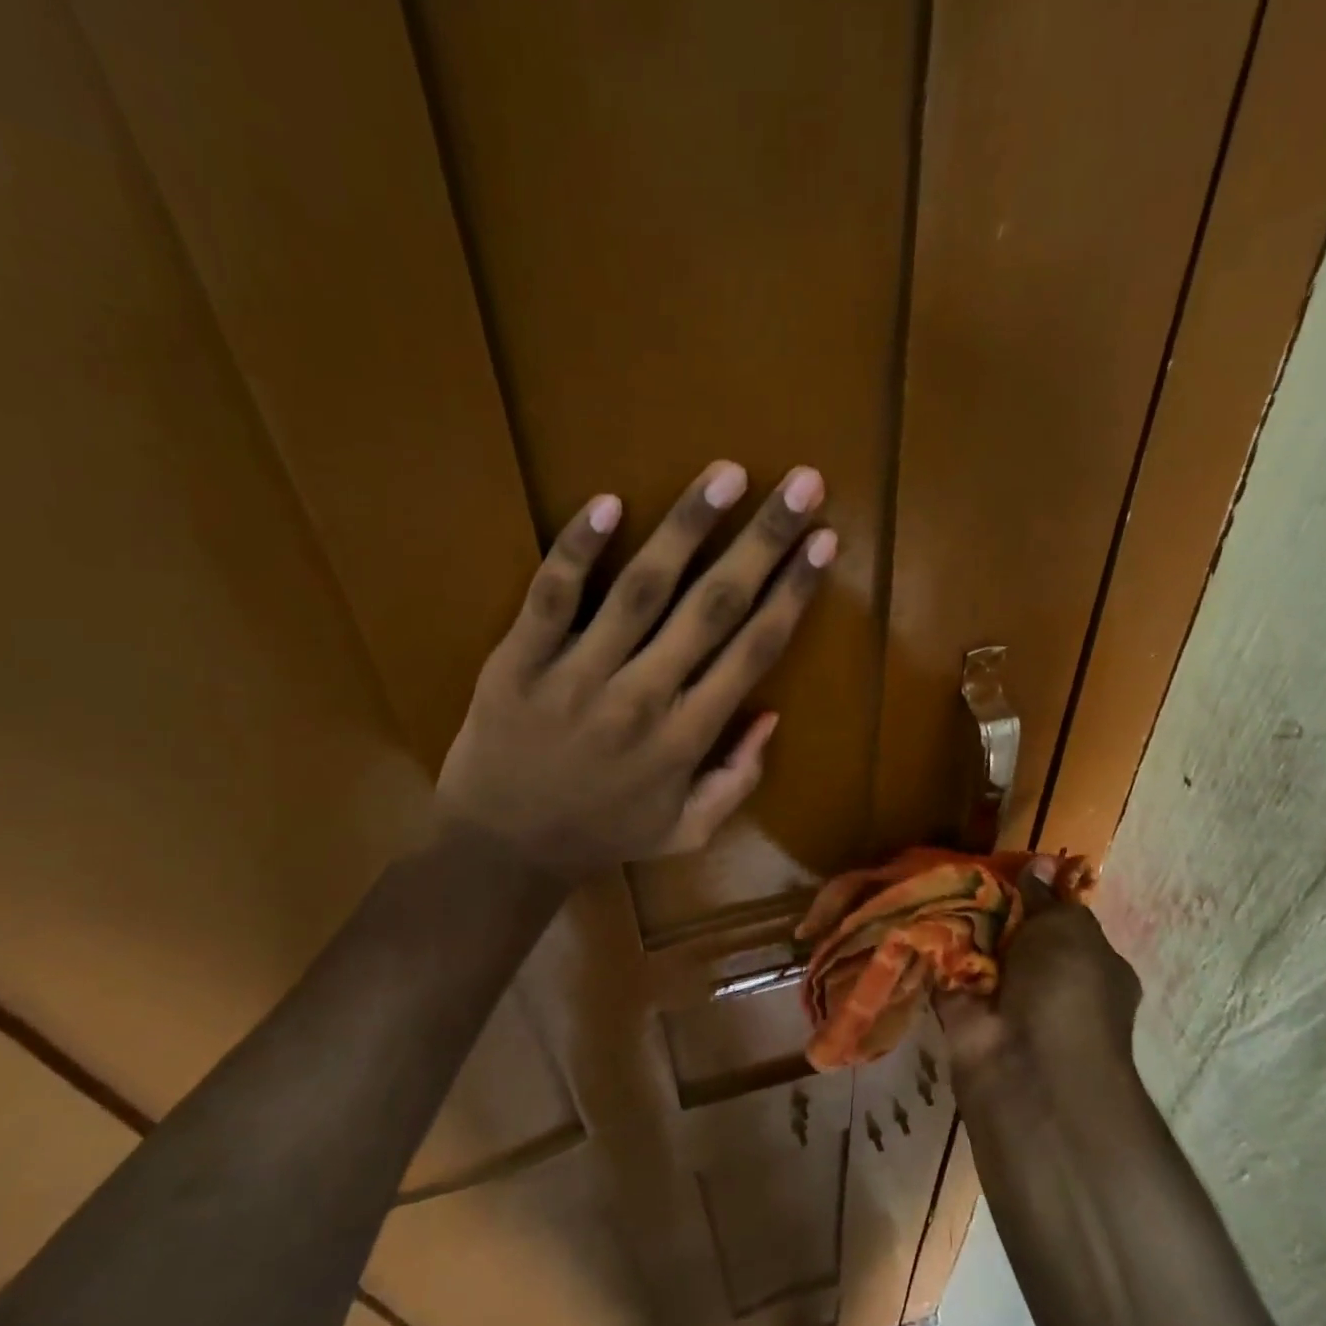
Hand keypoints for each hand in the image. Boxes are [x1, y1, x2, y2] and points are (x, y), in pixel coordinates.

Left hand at [438, 460, 835, 878]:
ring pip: (642, 589)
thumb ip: (737, 780)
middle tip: (801, 483)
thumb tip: (771, 715)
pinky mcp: (520, 661)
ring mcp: (578, 676)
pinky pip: (551, 597)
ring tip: (726, 475)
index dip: (794, 592)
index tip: (824, 540)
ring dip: (687, 527)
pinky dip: (578, 550)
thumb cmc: (602, 835)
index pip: (753, 650)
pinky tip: (609, 501)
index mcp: (687, 738)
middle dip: (763, 541)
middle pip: (713, 607)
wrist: (501, 850)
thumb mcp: (687, 832)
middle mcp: (643, 699)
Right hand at [937, 864, 1142, 1092]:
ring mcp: (1005, 1000)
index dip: (1035, 892)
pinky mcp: (962, 1013)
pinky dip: (929, 947)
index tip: (1005, 864)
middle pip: (1014, 931)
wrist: (1030, 1068)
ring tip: (930, 875)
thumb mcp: (1068, 930)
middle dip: (990, 903)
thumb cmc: (1067, 990)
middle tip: (961, 865)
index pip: (1062, 920)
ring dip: (957, 921)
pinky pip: (943, 970)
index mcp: (1090, 964)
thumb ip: (1047, 897)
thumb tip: (1041, 863)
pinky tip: (912, 910)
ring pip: (977, 949)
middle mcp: (1050, 983)